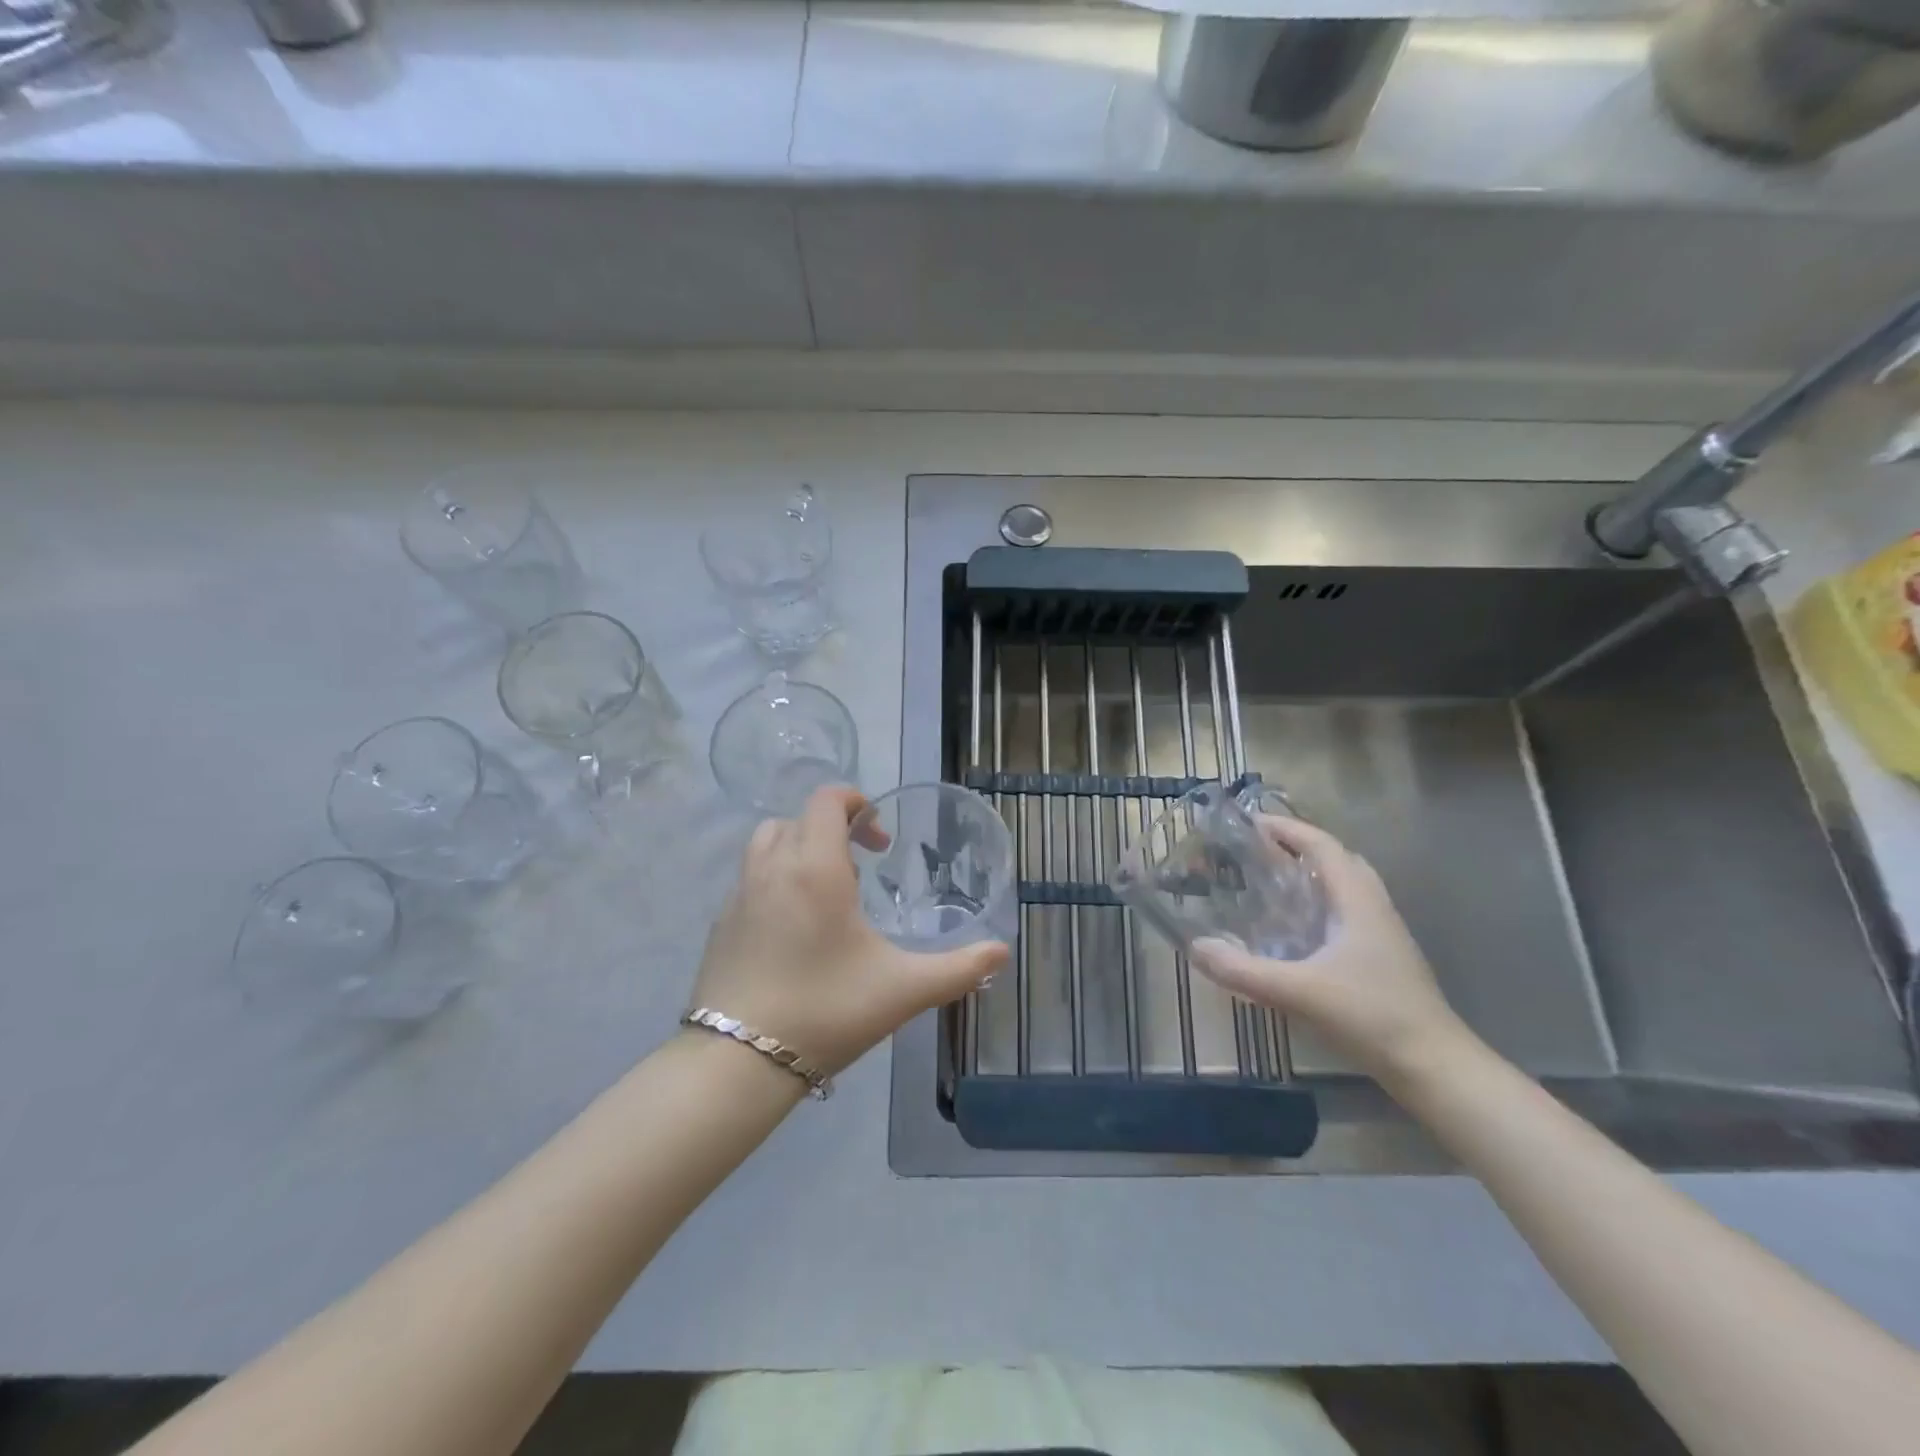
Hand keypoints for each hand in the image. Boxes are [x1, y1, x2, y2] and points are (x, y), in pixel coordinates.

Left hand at [689, 785, 1010, 1076]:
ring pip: (767, 843)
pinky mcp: (720, 924)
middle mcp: (772, 867)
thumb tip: (1002, 953)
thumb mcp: (903, 990)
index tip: (880, 841)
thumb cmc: (827, 1011)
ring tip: (826, 893)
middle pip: (798, 818)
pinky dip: (775, 881)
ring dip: (798, 848)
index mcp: (815, 867)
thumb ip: (958, 969)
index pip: (827, 800)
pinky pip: (750, 879)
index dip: (856, 803)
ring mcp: (739, 895)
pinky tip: (794, 930)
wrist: (737, 1062)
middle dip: (832, 829)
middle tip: (861, 870)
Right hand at [1189, 816, 1470, 1083]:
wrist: (1435, 1068)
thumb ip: (1243, 970)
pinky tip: (1294, 930)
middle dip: (1297, 846)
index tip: (1249, 822)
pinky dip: (1318, 903)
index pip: (1321, 845)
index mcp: (1357, 901)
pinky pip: (1346, 912)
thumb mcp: (1298, 992)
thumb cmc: (1371, 1017)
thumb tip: (1195, 947)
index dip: (1286, 828)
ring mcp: (1382, 934)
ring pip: (1344, 886)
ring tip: (1270, 882)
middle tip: (1256, 851)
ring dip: (1310, 874)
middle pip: (1336, 859)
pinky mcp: (1382, 958)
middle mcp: (1373, 907)